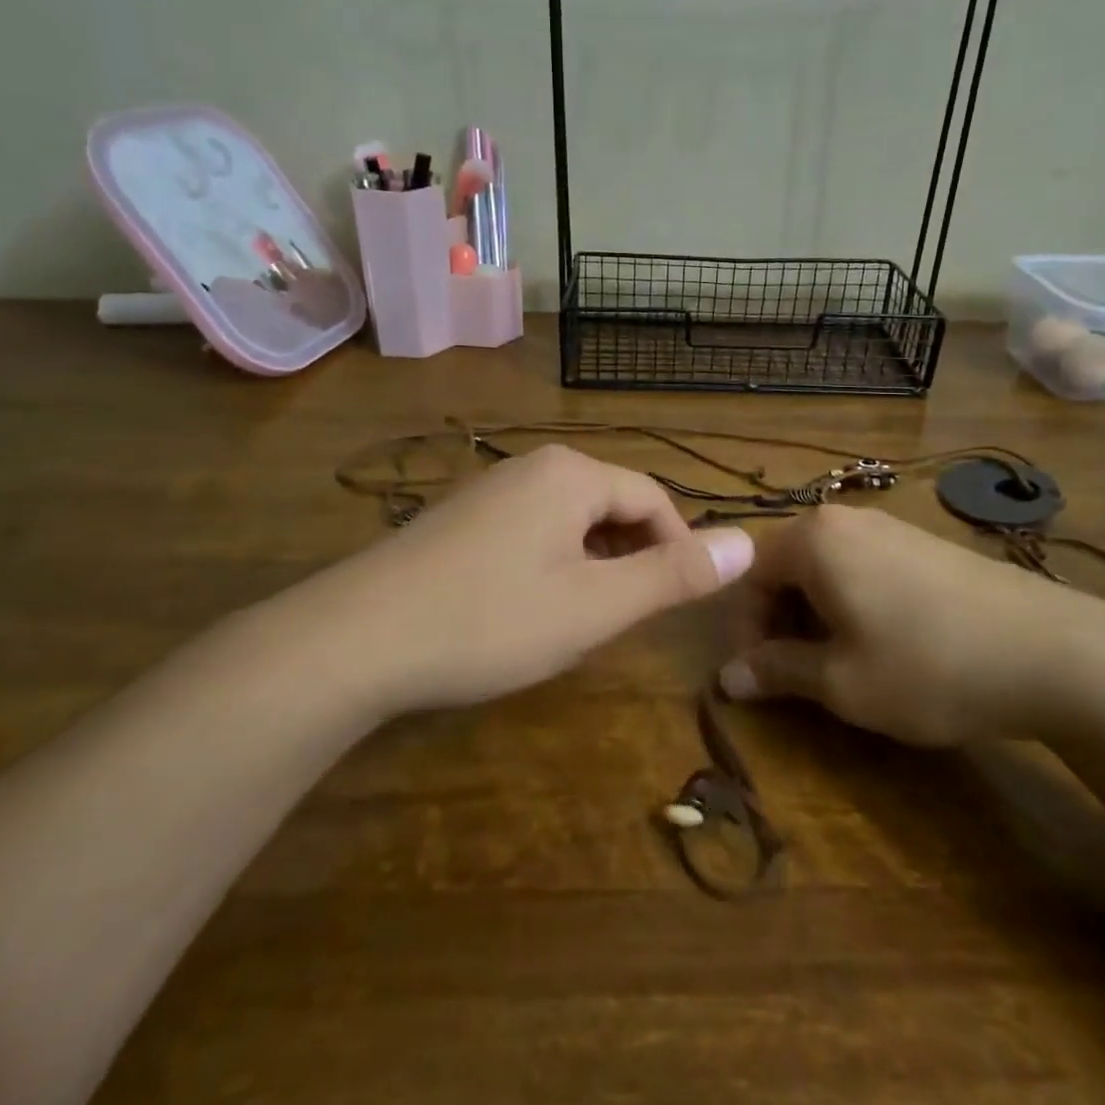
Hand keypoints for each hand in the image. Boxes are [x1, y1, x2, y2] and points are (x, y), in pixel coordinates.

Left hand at [281, 445, 754, 715]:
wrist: (356, 638)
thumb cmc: (490, 620)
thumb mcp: (595, 606)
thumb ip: (673, 574)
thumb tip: (748, 541)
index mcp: (572, 473)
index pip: (653, 499)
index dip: (678, 548)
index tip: (680, 602)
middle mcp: (533, 466)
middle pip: (611, 503)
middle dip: (632, 556)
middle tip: (627, 618)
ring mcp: (489, 488)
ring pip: (569, 519)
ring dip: (592, 563)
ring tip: (582, 617)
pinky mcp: (459, 516)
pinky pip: (530, 529)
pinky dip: (551, 563)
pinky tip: (527, 606)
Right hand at [717, 506, 1104, 743]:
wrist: (1054, 652)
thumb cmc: (927, 665)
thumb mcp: (841, 681)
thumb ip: (777, 671)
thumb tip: (728, 678)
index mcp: (814, 539)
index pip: (750, 574)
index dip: (745, 627)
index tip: (758, 675)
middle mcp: (846, 519)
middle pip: (787, 565)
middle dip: (779, 619)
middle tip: (795, 672)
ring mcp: (891, 527)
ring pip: (826, 566)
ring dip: (815, 612)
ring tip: (839, 661)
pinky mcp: (925, 543)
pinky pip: (864, 565)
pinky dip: (852, 601)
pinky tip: (883, 641)